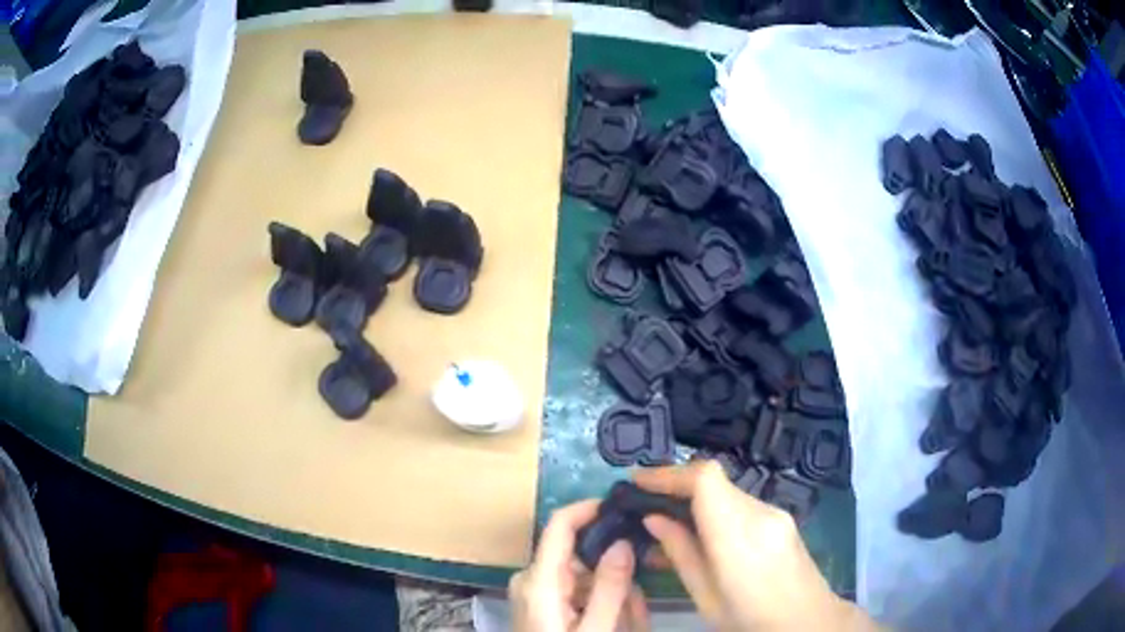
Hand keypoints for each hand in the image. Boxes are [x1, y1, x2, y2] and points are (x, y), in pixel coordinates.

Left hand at [509, 500, 648, 631]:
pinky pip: (572, 587)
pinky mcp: (537, 603)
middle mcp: (529, 578)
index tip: (625, 506)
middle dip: (612, 561)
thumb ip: (610, 587)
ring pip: (579, 570)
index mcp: (538, 579)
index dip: (590, 508)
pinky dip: (596, 595)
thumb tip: (623, 541)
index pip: (560, 524)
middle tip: (645, 575)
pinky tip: (614, 614)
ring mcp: (531, 591)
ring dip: (608, 583)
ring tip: (632, 608)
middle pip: (576, 550)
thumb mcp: (594, 628)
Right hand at [636, 461, 879, 630]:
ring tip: (669, 526)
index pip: (705, 479)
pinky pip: (742, 505)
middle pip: (714, 482)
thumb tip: (653, 519)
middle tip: (644, 505)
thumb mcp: (706, 596)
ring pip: (727, 493)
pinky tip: (704, 536)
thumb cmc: (750, 618)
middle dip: (676, 487)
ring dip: (696, 501)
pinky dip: (716, 511)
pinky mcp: (782, 519)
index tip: (637, 481)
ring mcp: (776, 513)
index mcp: (739, 534)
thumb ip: (681, 553)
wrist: (808, 621)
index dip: (668, 473)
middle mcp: (761, 512)